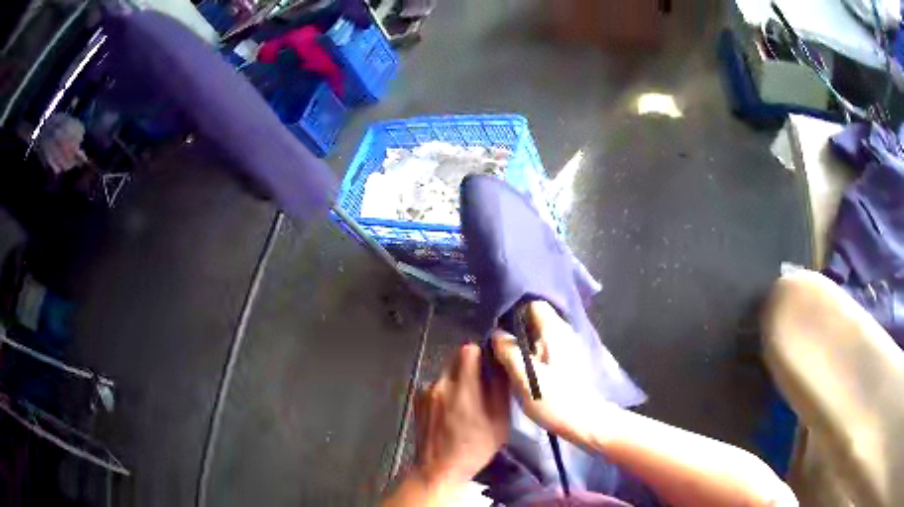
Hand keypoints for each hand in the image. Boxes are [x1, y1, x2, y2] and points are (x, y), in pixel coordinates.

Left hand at [412, 343, 509, 492]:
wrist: (438, 468)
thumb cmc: (475, 448)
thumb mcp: (499, 420)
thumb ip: (499, 388)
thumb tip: (500, 363)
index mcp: (463, 388)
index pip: (469, 350)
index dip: (482, 354)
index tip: (490, 366)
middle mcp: (441, 384)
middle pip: (456, 358)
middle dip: (470, 366)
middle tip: (481, 386)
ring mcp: (425, 391)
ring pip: (446, 372)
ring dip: (458, 379)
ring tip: (465, 403)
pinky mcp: (417, 400)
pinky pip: (436, 385)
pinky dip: (445, 391)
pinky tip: (450, 411)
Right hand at [491, 301, 611, 444]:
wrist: (584, 422)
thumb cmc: (554, 399)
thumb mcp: (525, 378)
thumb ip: (509, 352)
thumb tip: (496, 333)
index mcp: (554, 331)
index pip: (533, 304)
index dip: (513, 311)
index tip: (495, 323)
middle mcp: (564, 332)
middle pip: (537, 318)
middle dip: (516, 327)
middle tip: (495, 340)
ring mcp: (569, 346)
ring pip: (541, 334)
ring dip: (524, 341)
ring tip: (504, 353)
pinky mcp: (569, 360)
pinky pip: (546, 346)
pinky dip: (533, 351)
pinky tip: (522, 365)